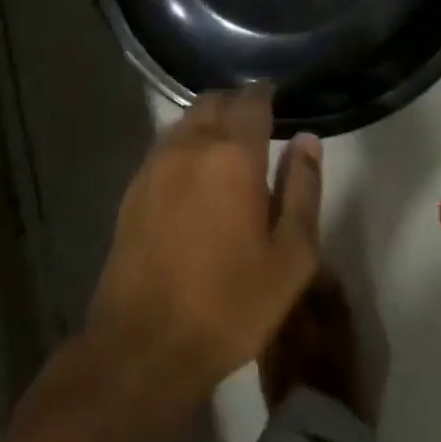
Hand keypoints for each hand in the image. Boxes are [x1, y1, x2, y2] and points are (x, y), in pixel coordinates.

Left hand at [81, 87, 322, 441]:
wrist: (145, 345)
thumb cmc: (231, 303)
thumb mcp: (291, 255)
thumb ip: (303, 189)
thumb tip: (307, 141)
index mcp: (233, 155)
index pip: (251, 101)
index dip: (267, 96)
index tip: (279, 101)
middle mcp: (189, 146)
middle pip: (214, 101)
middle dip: (237, 104)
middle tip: (258, 125)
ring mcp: (154, 165)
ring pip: (186, 121)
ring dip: (209, 122)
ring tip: (229, 150)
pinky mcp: (133, 189)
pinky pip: (165, 147)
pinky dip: (186, 145)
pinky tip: (196, 176)